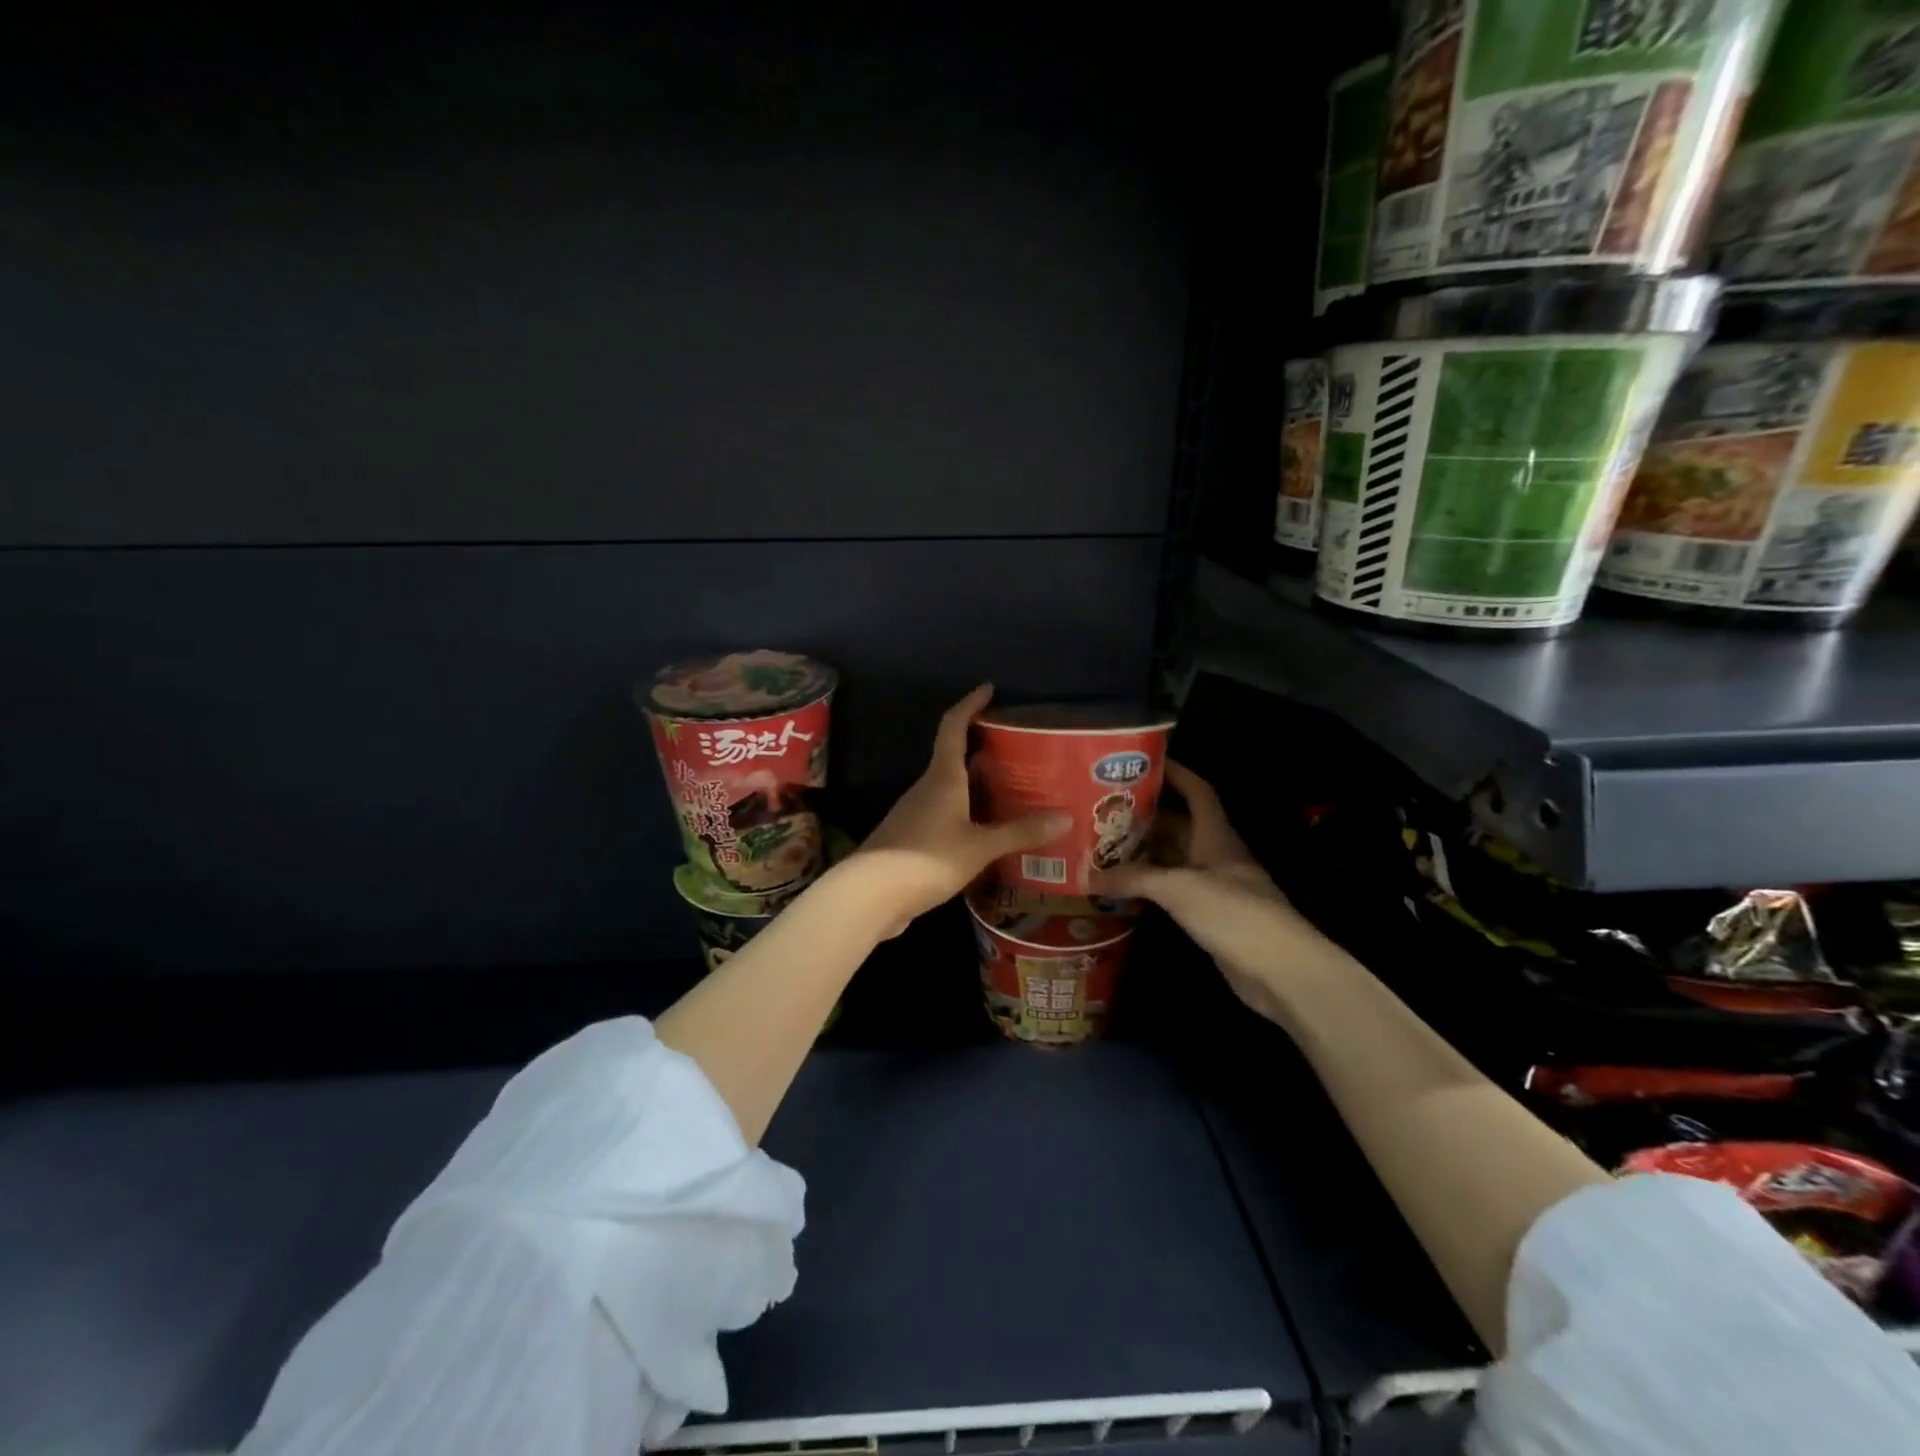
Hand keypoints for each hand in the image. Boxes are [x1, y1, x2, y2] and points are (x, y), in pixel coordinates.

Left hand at [849, 685, 1069, 937]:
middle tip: (1020, 754)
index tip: (988, 690)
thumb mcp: (979, 846)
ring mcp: (915, 815)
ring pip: (952, 791)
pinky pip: (946, 818)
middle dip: (985, 752)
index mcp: (943, 777)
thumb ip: (1019, 832)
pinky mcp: (912, 841)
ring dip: (978, 789)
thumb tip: (1065, 817)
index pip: (953, 727)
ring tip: (1014, 796)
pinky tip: (988, 835)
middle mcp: (927, 789)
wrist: (869, 896)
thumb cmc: (926, 858)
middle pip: (955, 759)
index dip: (970, 705)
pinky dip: (969, 817)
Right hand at [1095, 762, 1311, 1022]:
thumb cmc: (1235, 913)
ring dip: (1144, 853)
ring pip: (1173, 859)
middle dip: (1146, 815)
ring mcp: (1213, 887)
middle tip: (1104, 809)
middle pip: (1179, 825)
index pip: (1198, 792)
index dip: (1176, 773)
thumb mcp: (1180, 888)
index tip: (1146, 761)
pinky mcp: (1209, 916)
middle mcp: (1215, 855)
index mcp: (1216, 836)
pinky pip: (1173, 890)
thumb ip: (1134, 879)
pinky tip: (1122, 888)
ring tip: (1103, 845)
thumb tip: (1089, 876)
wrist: (1280, 971)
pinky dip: (1149, 885)